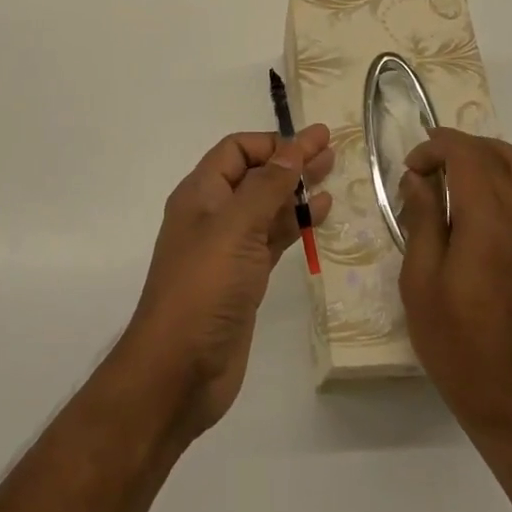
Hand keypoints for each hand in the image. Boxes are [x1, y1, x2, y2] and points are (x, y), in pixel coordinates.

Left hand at [116, 127, 333, 440]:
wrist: (179, 369)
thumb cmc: (204, 287)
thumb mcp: (236, 227)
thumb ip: (267, 187)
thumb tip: (293, 148)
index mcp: (200, 194)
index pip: (236, 150)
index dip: (273, 142)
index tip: (312, 141)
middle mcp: (213, 215)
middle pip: (255, 175)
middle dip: (290, 160)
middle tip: (332, 150)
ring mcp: (229, 248)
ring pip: (267, 207)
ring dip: (296, 190)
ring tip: (333, 175)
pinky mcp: (244, 278)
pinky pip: (273, 239)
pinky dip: (295, 224)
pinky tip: (320, 214)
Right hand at [399, 129, 511, 441]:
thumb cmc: (458, 344)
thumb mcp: (420, 282)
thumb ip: (421, 221)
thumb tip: (418, 180)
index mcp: (489, 221)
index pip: (467, 154)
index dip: (435, 148)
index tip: (410, 170)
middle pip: (498, 153)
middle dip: (458, 148)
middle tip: (426, 168)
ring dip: (486, 158)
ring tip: (452, 178)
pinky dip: (505, 180)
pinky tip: (478, 208)